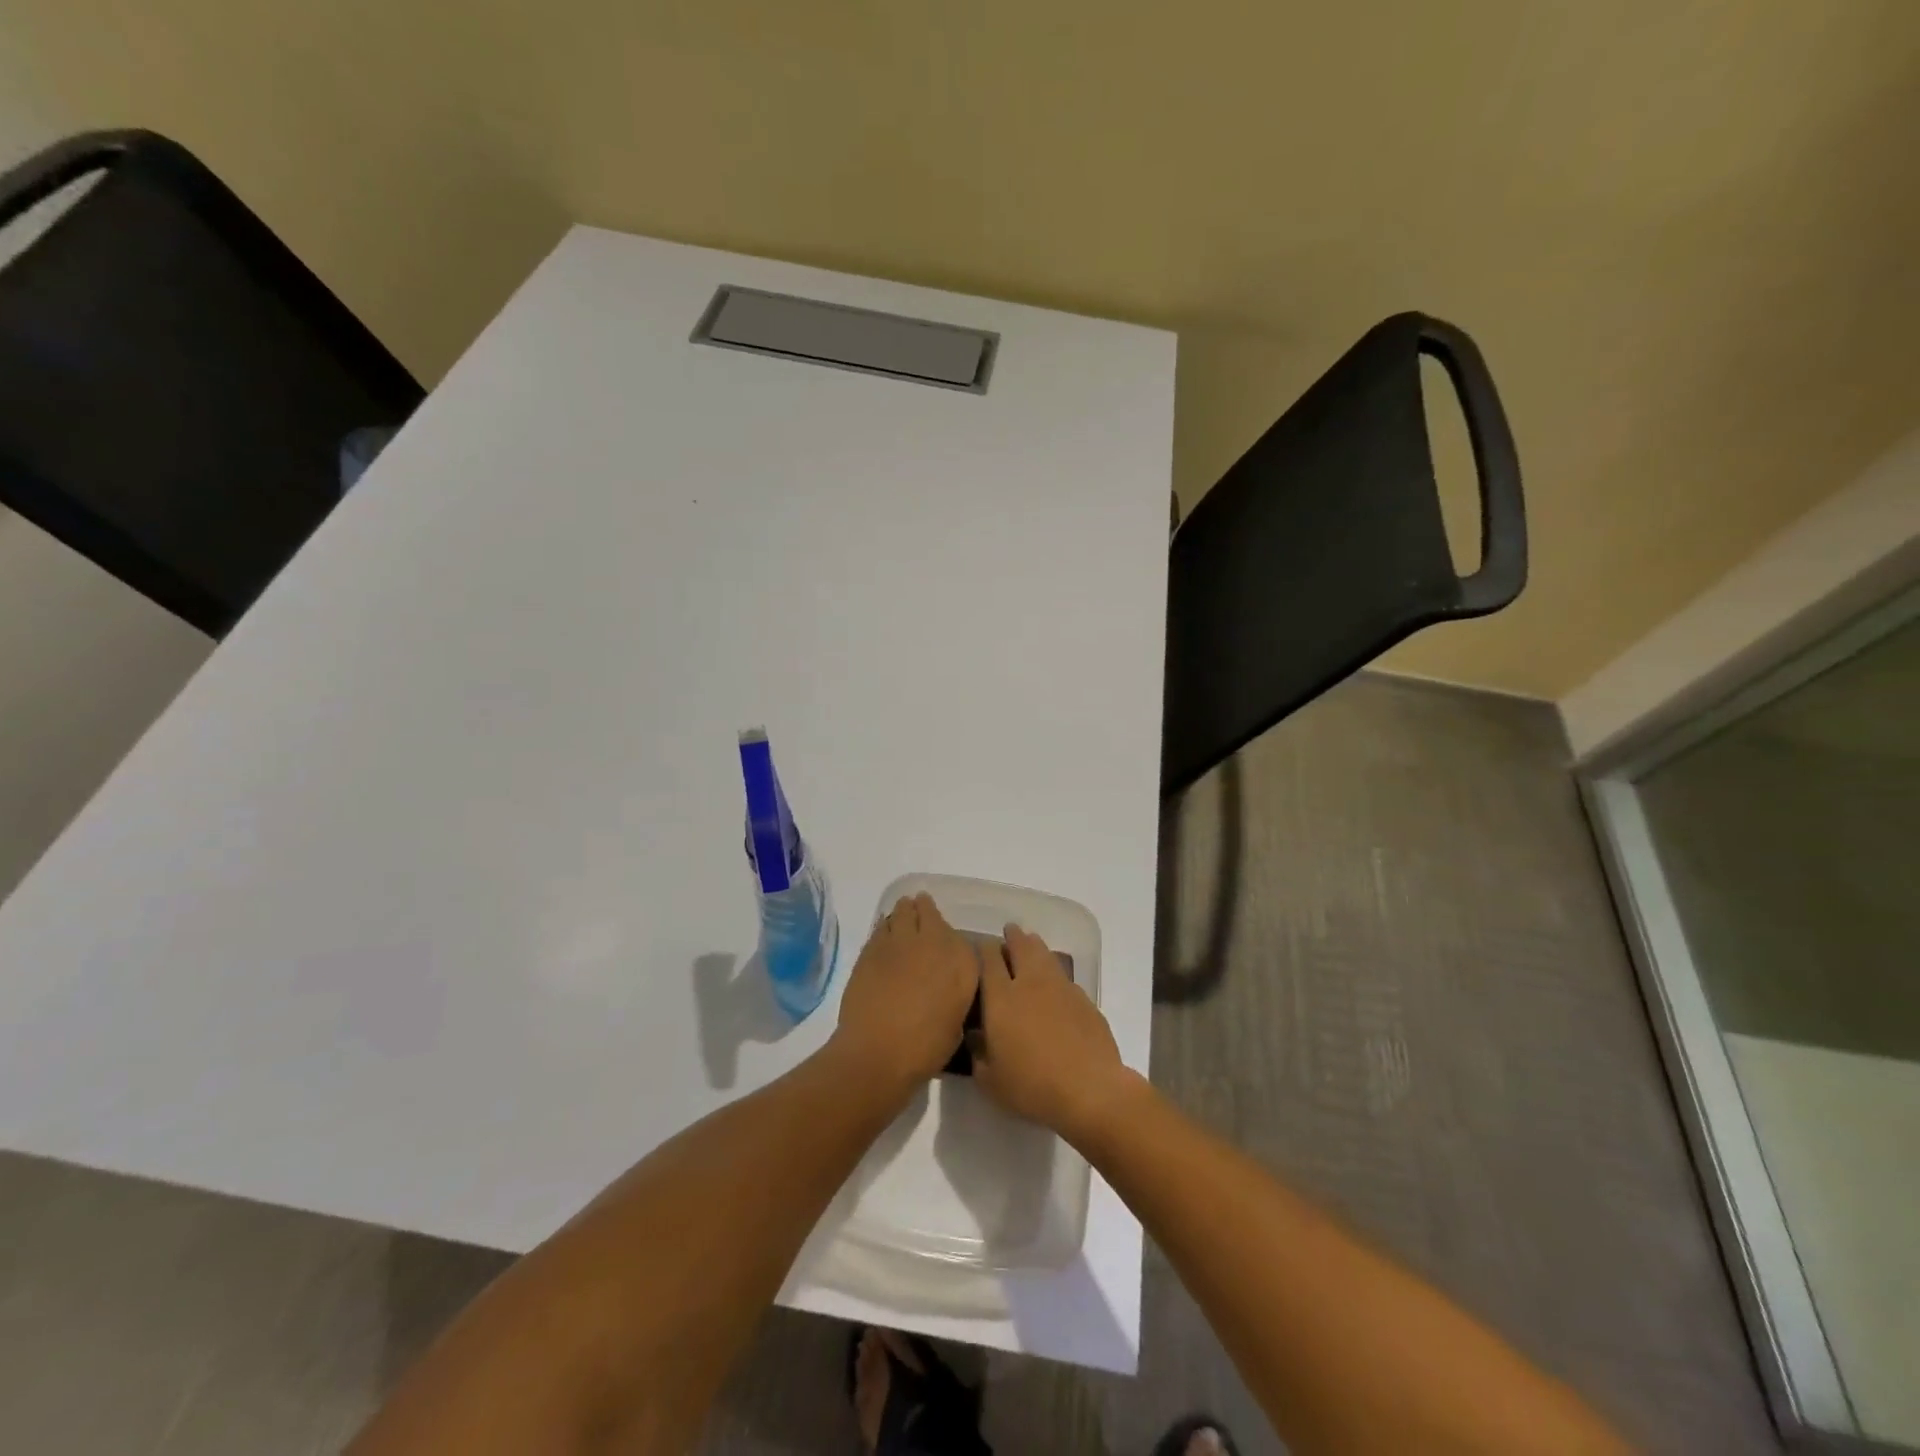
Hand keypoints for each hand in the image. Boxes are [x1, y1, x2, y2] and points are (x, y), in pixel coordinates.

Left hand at [831, 893, 979, 1098]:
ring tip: (904, 914)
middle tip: (922, 913)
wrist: (877, 1053)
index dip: (950, 938)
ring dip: (905, 912)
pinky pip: (881, 926)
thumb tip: (945, 988)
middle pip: (929, 912)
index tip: (946, 941)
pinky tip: (885, 933)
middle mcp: (934, 943)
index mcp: (961, 963)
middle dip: (926, 911)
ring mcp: (900, 941)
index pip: (960, 936)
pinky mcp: (872, 947)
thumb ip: (954, 996)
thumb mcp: (956, 1025)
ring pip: (902, 912)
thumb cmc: (925, 1049)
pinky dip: (885, 927)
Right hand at [973, 923, 1131, 1141]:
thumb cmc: (1032, 1085)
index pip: (988, 959)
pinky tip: (1054, 985)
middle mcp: (1030, 982)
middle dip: (1012, 936)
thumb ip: (978, 1054)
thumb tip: (975, 1036)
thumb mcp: (990, 1080)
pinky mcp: (1084, 998)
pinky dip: (1054, 973)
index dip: (982, 948)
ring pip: (1045, 954)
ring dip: (1035, 946)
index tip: (979, 948)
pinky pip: (1064, 976)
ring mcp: (1060, 987)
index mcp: (1001, 997)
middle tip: (1008, 934)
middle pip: (1020, 945)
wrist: (1090, 1089)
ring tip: (1030, 944)